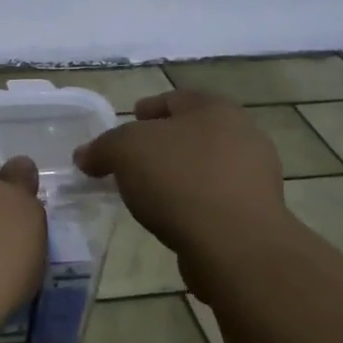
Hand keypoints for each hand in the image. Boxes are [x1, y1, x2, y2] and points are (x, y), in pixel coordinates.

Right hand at [73, 90, 288, 290]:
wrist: (235, 244)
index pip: (175, 98)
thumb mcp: (125, 151)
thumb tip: (85, 156)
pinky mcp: (257, 213)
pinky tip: (173, 217)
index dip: (148, 109)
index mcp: (214, 109)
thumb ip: (102, 148)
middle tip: (133, 159)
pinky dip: (193, 202)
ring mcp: (255, 176)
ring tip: (149, 192)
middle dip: (163, 143)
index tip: (129, 122)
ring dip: (179, 175)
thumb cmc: (179, 180)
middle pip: (192, 132)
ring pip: (206, 166)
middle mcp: (242, 134)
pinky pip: (215, 199)